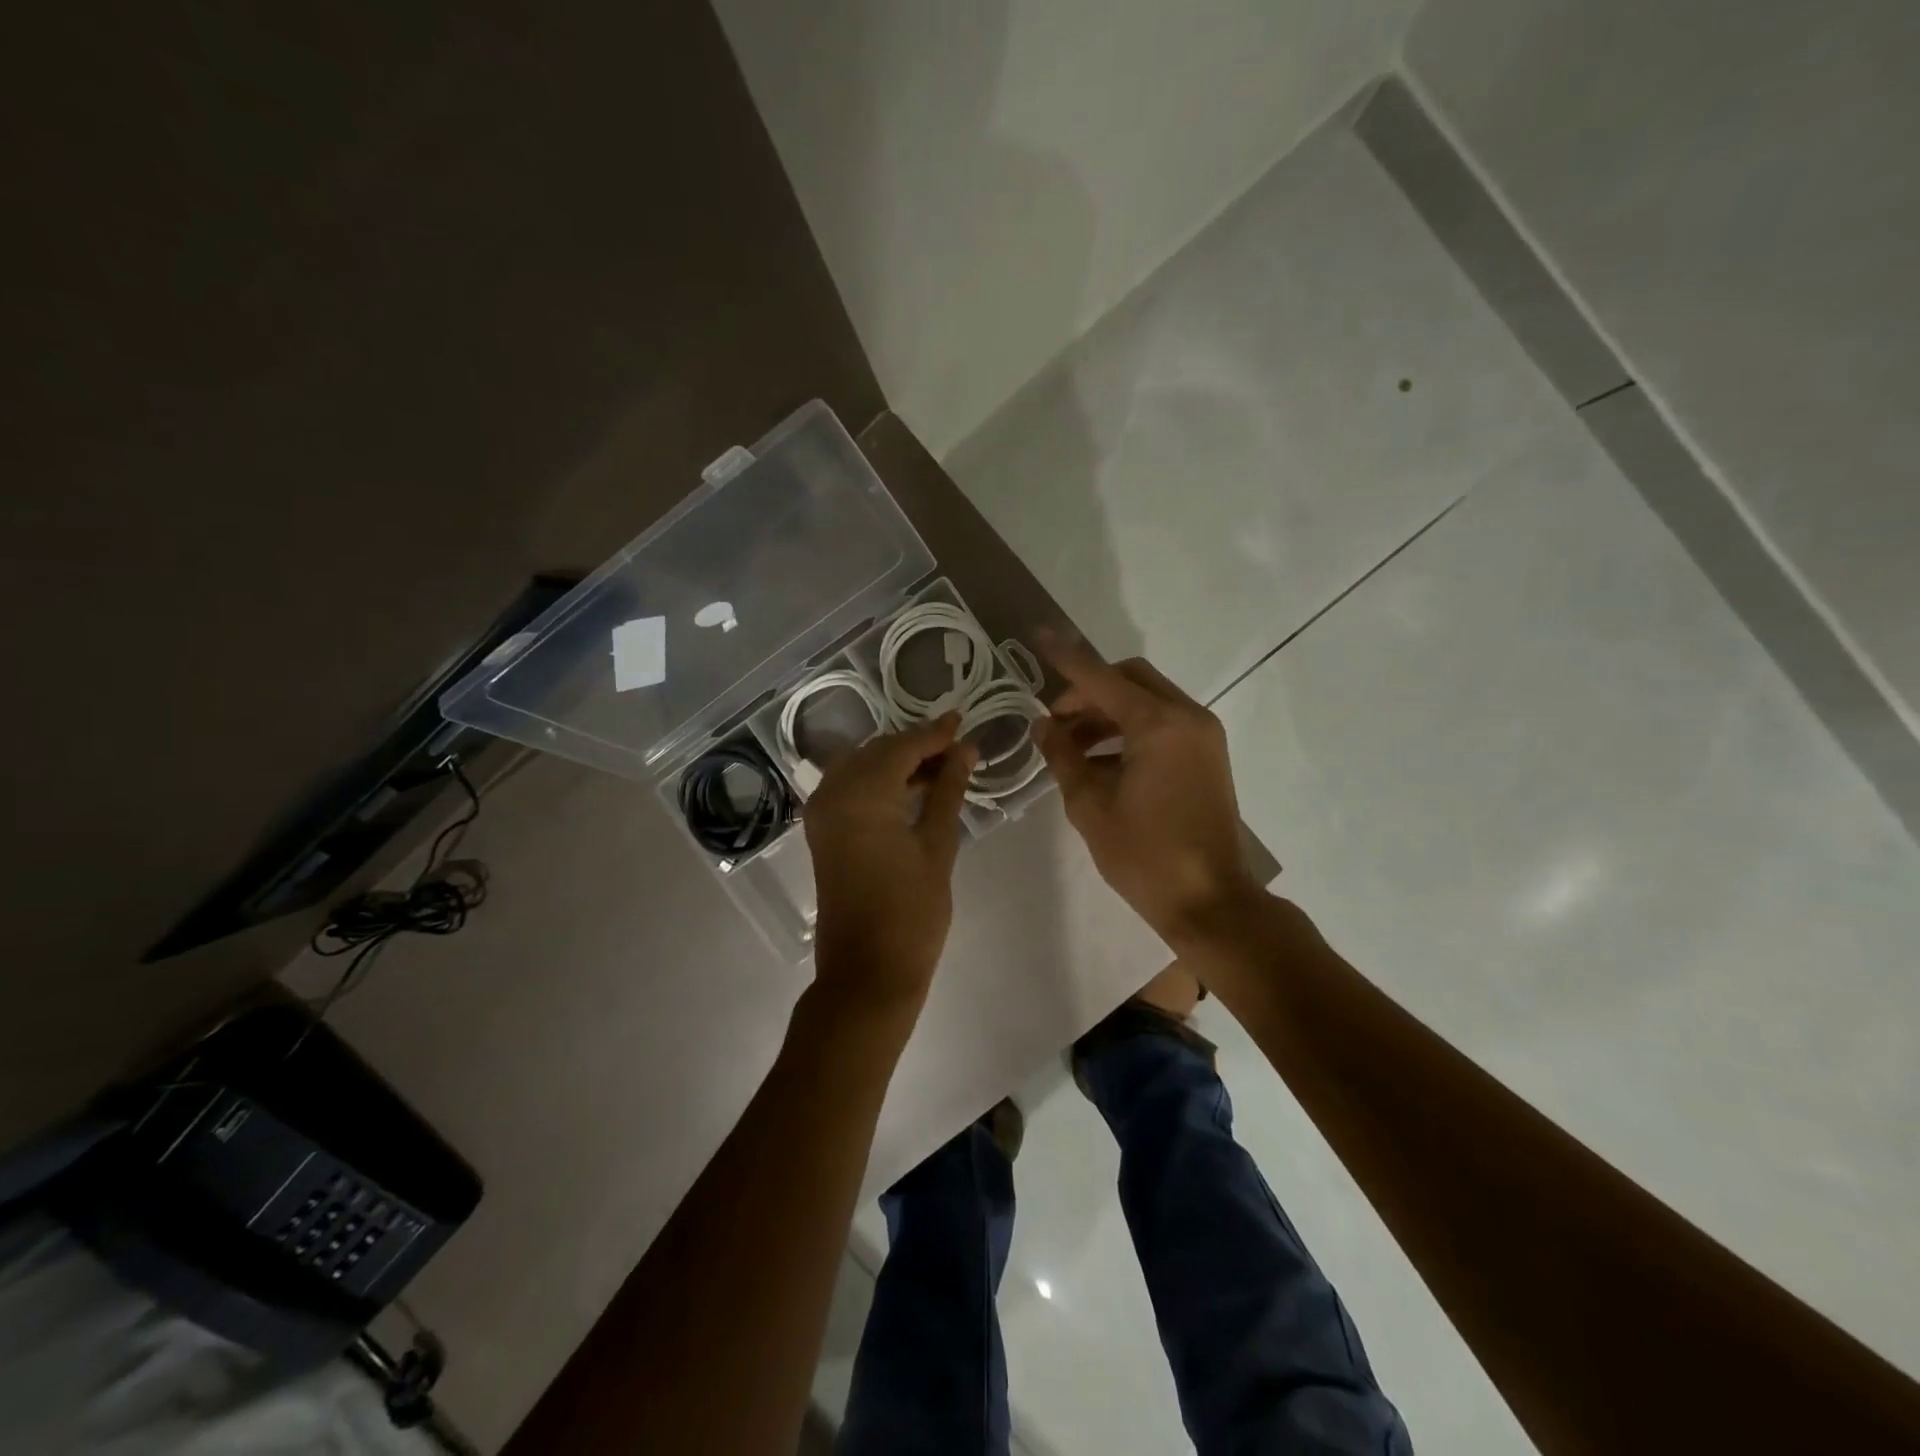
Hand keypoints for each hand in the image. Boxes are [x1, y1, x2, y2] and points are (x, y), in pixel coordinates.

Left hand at [804, 713, 976, 1011]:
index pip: (902, 746)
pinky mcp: (822, 832)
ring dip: (898, 762)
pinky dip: (879, 782)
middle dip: (917, 745)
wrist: (867, 972)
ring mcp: (822, 813)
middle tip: (958, 748)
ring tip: (943, 768)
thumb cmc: (911, 911)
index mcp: (862, 794)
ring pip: (862, 767)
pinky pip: (850, 789)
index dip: (935, 733)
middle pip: (878, 751)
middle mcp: (833, 793)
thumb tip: (966, 750)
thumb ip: (948, 790)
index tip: (964, 721)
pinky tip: (911, 789)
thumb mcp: (937, 845)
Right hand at [1034, 632, 1260, 941]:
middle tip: (1056, 721)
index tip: (1038, 634)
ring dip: (1107, 712)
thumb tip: (1042, 725)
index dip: (1065, 658)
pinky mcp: (1207, 754)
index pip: (1100, 678)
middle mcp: (1187, 717)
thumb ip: (1063, 756)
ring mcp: (1203, 735)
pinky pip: (1163, 723)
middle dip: (1088, 691)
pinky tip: (1101, 760)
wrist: (1209, 900)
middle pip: (1130, 679)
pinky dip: (1130, 729)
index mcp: (1158, 725)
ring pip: (1147, 700)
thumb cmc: (1144, 856)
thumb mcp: (1090, 806)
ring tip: (1071, 746)